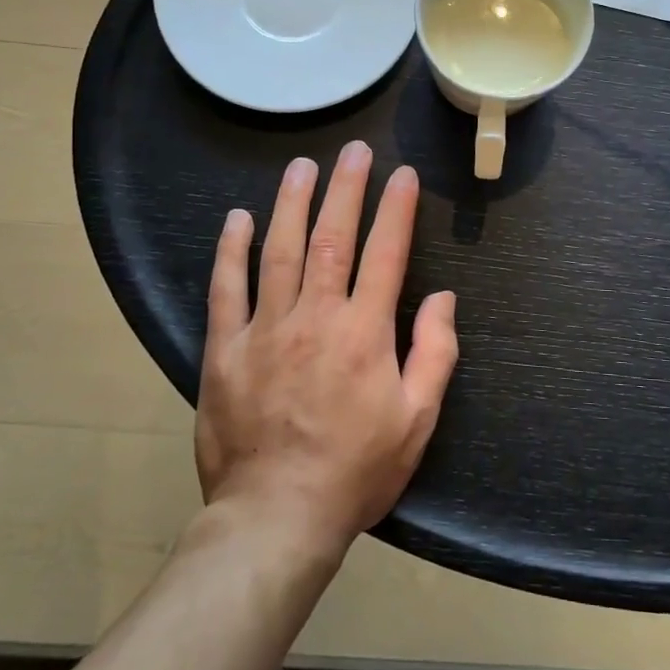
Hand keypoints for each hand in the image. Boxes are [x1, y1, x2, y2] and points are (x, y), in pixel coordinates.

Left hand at [195, 142, 458, 556]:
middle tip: (353, 150)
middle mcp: (315, 317)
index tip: (403, 174)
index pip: (386, 253)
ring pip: (279, 250)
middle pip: (332, 237)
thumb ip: (435, 353)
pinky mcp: (224, 349)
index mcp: (365, 332)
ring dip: (292, 203)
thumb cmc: (356, 470)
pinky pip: (226, 289)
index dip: (396, 208)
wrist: (276, 518)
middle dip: (346, 188)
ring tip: (301, 166)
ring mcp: (265, 329)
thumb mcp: (417, 420)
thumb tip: (444, 298)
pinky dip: (232, 250)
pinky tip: (238, 218)